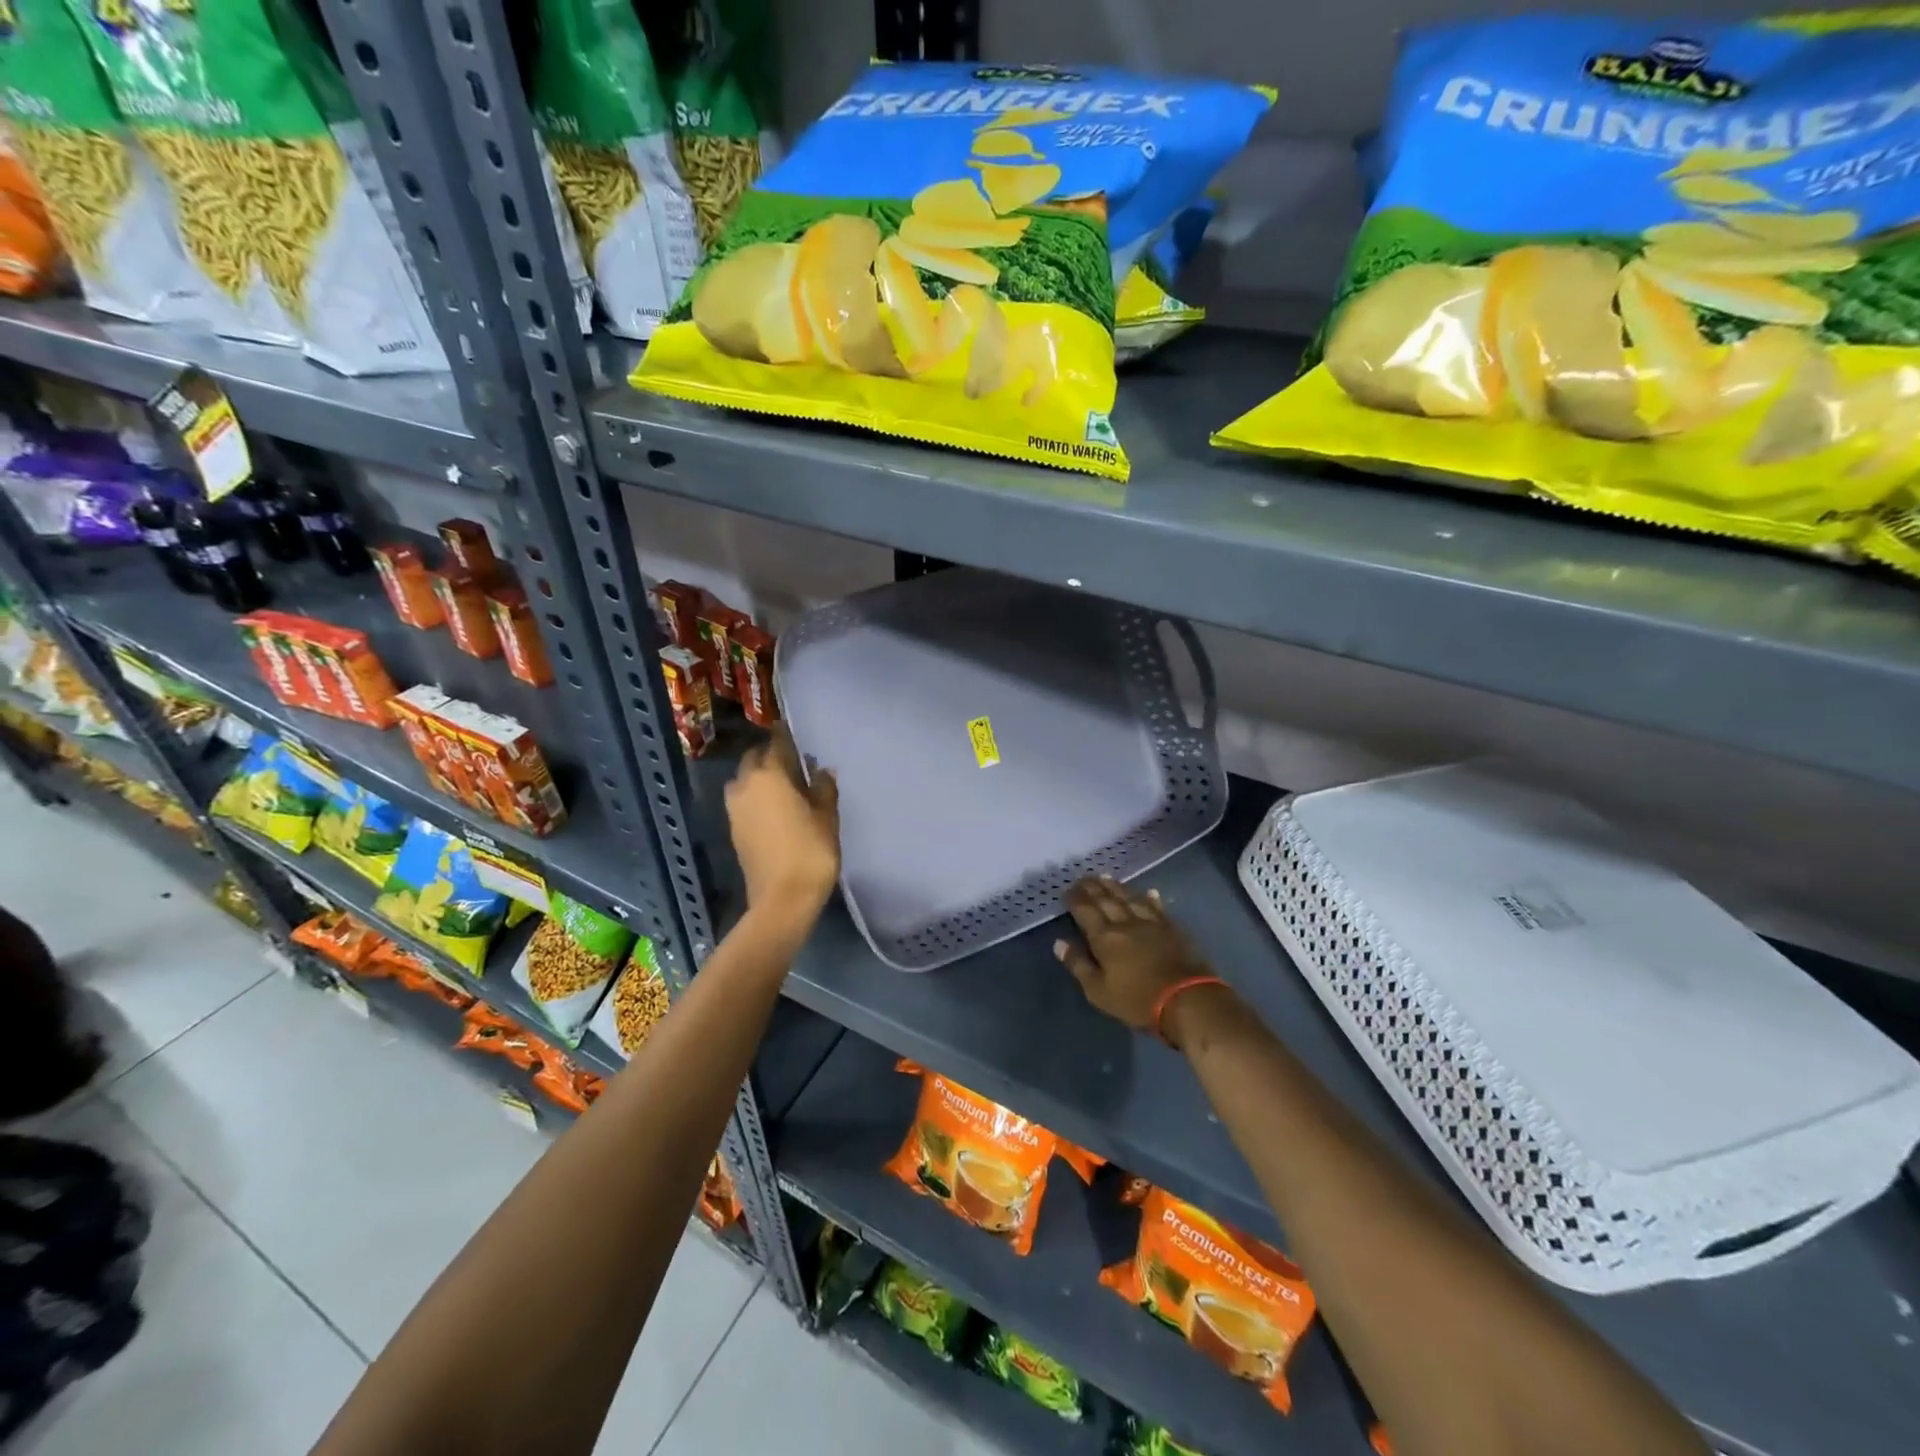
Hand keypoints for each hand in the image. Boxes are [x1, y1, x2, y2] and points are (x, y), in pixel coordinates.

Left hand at [725, 724, 839, 932]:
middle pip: (754, 759)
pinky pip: (743, 801)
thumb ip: (824, 788)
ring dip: (758, 776)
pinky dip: (755, 796)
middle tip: (791, 760)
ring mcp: (735, 808)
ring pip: (744, 780)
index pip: (776, 743)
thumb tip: (822, 770)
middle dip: (769, 755)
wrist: (782, 899)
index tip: (791, 728)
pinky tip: (774, 807)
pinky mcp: (733, 829)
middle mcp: (746, 785)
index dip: (785, 734)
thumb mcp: (827, 817)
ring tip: (781, 784)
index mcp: (769, 775)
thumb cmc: (810, 852)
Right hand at [1053, 876, 1214, 1033]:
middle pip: (1106, 900)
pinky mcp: (1172, 928)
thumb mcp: (1098, 991)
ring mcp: (1150, 923)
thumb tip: (1059, 943)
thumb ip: (1078, 965)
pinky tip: (1149, 892)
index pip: (1085, 911)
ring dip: (1116, 887)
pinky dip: (1150, 899)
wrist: (1186, 999)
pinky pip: (1157, 907)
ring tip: (1106, 877)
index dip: (1075, 899)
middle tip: (1084, 878)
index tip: (1067, 890)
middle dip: (1092, 888)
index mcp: (1104, 937)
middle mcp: (1125, 923)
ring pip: (1129, 898)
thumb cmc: (1137, 1000)